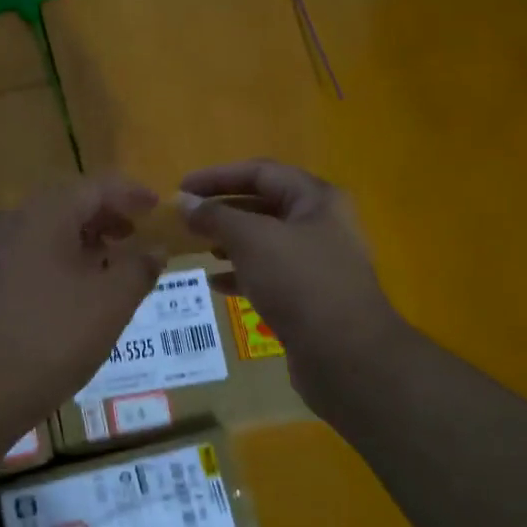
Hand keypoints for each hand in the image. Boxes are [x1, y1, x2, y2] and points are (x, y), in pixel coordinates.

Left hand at [0, 173, 164, 435]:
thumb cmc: (52, 339)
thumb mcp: (110, 304)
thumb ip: (139, 268)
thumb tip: (156, 248)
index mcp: (45, 216)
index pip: (95, 186)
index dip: (130, 193)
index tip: (156, 206)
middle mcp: (12, 224)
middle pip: (66, 204)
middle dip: (104, 215)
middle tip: (134, 234)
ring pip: (44, 231)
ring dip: (81, 239)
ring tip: (107, 265)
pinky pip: (26, 256)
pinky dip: (56, 260)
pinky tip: (69, 292)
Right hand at [179, 160, 405, 416]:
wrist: (346, 354)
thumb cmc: (300, 283)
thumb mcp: (252, 240)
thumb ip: (216, 216)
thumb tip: (184, 202)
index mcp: (316, 199)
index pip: (261, 172)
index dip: (218, 176)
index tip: (181, 188)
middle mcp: (321, 224)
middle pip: (264, 206)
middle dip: (223, 211)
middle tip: (185, 220)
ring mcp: (318, 263)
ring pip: (265, 243)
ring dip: (230, 243)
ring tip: (196, 249)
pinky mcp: (311, 297)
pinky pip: (270, 275)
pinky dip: (242, 274)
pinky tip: (217, 284)